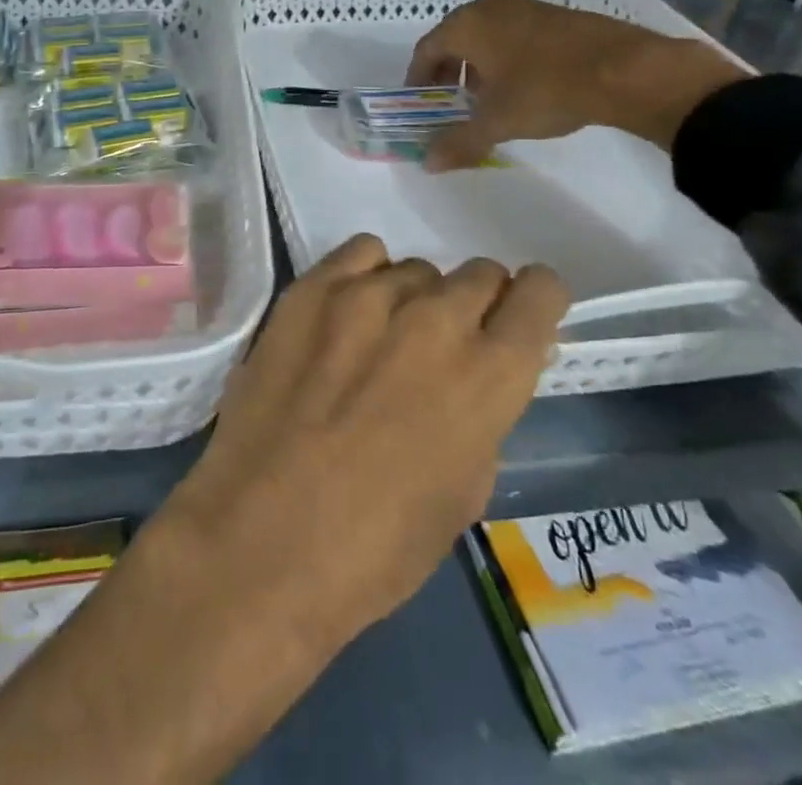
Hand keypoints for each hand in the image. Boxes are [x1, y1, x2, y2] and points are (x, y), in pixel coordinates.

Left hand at [151, 234, 569, 648]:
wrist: (261, 540)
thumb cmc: (376, 546)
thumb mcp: (465, 491)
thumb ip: (483, 413)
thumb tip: (479, 374)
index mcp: (488, 375)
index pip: (539, 293)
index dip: (535, 303)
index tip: (518, 321)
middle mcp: (436, 319)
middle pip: (478, 273)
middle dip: (475, 306)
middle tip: (443, 346)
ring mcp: (367, 296)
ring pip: (416, 269)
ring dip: (414, 300)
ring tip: (379, 343)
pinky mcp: (310, 289)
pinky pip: (360, 254)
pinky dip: (365, 277)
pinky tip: (345, 316)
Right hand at [405, 0, 743, 169]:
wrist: (624, 69)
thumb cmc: (545, 90)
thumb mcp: (496, 121)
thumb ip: (458, 141)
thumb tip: (427, 162)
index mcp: (466, 25)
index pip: (426, 49)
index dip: (418, 77)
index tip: (420, 101)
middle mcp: (489, 6)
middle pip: (454, 37)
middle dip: (448, 70)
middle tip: (450, 99)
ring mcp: (524, 5)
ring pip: (485, 33)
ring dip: (477, 62)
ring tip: (486, 95)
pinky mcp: (554, 12)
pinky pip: (513, 32)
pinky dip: (505, 54)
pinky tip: (521, 82)